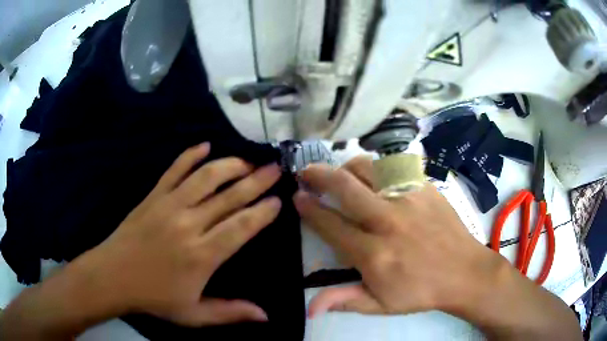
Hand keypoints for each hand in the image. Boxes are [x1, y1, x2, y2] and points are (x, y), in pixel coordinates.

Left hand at [85, 142, 281, 325]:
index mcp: (201, 255)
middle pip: (229, 197)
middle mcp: (188, 225)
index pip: (241, 227)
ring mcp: (169, 205)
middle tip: (275, 170)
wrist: (113, 275)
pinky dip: (190, 155)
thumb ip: (230, 313)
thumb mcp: (194, 314)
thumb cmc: (154, 297)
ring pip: (205, 177)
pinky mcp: (153, 195)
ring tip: (247, 162)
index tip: (278, 201)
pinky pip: (174, 169)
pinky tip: (205, 145)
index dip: (262, 212)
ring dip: (229, 165)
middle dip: (256, 182)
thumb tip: (265, 315)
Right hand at [294, 156, 492, 316]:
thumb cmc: (421, 291)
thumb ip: (343, 300)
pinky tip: (373, 174)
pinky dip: (376, 167)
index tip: (297, 198)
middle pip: (345, 187)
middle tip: (305, 172)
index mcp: (374, 254)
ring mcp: (409, 199)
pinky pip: (394, 166)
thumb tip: (309, 308)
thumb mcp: (380, 305)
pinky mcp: (425, 188)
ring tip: (339, 172)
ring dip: (346, 167)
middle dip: (318, 175)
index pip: (331, 225)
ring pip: (368, 168)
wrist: (464, 272)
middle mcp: (388, 221)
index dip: (309, 209)